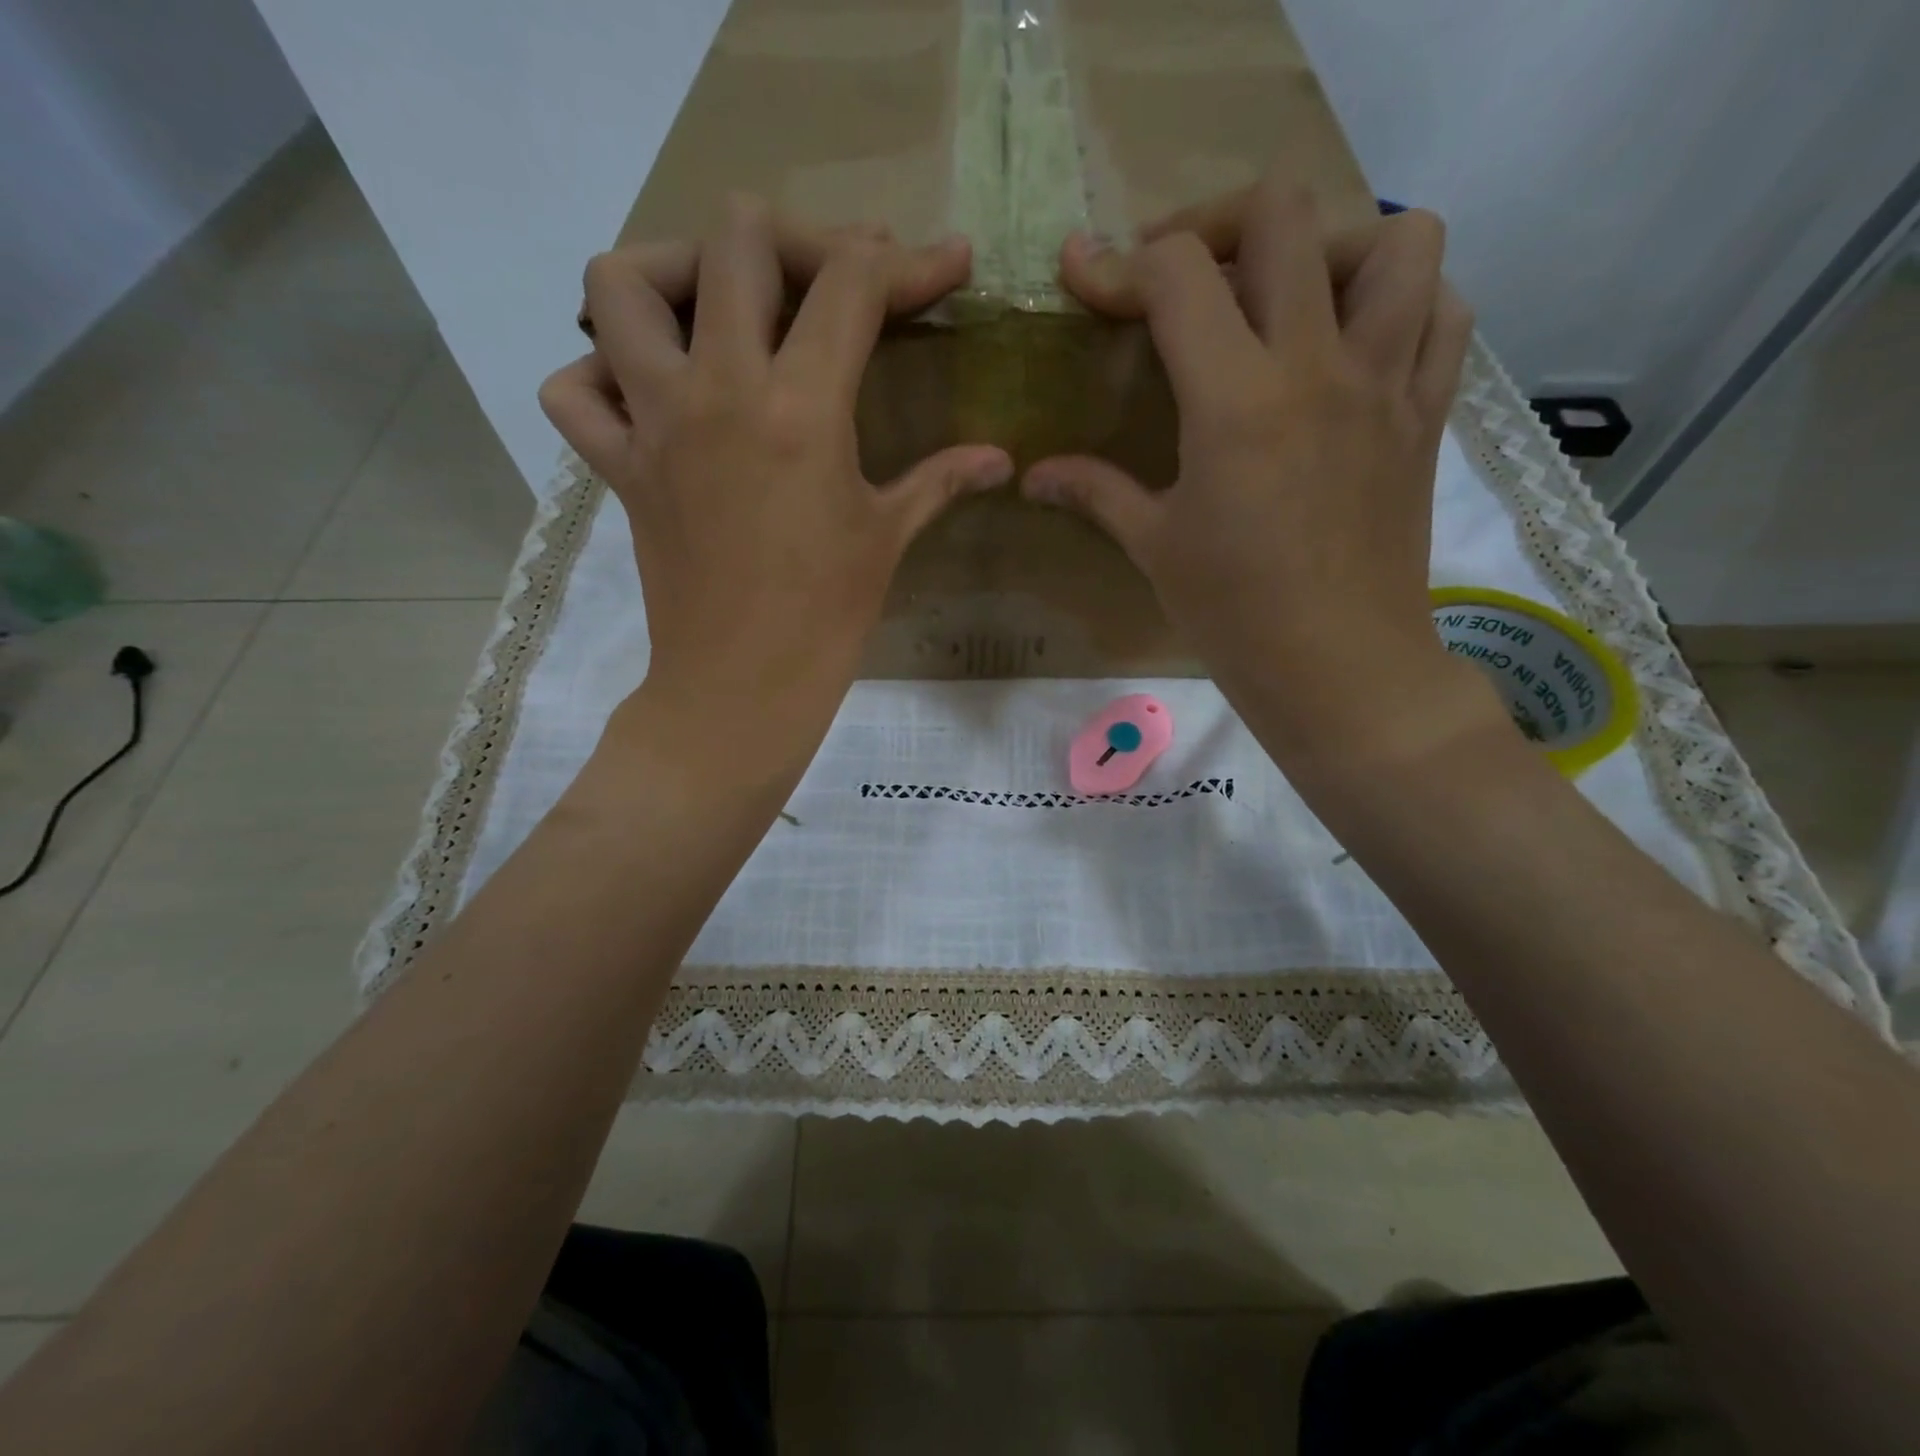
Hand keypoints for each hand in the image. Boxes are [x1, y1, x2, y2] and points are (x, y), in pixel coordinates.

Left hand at [540, 197, 1012, 756]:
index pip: (852, 285)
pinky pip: (573, 391)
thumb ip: (942, 480)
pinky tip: (646, 393)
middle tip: (822, 284)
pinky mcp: (617, 465)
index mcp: (803, 409)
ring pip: (621, 284)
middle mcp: (719, 391)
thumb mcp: (888, 537)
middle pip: (735, 238)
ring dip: (670, 272)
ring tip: (713, 307)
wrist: (743, 686)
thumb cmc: (827, 617)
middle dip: (793, 240)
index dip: (908, 261)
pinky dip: (598, 375)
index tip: (944, 265)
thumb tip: (1001, 460)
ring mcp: (655, 424)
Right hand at [1023, 172, 1495, 774]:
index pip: (1177, 274)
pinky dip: (1405, 299)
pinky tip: (1356, 341)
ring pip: (1396, 239)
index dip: (1118, 264)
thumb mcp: (1155, 547)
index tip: (1084, 277)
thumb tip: (1032, 475)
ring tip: (1289, 298)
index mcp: (1234, 402)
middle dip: (1215, 224)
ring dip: (1333, 246)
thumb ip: (1095, 491)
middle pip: (1283, 214)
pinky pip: (1444, 310)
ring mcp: (1384, 382)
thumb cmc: (1234, 615)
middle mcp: (1316, 366)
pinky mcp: (1425, 412)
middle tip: (1182, 278)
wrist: (1339, 669)